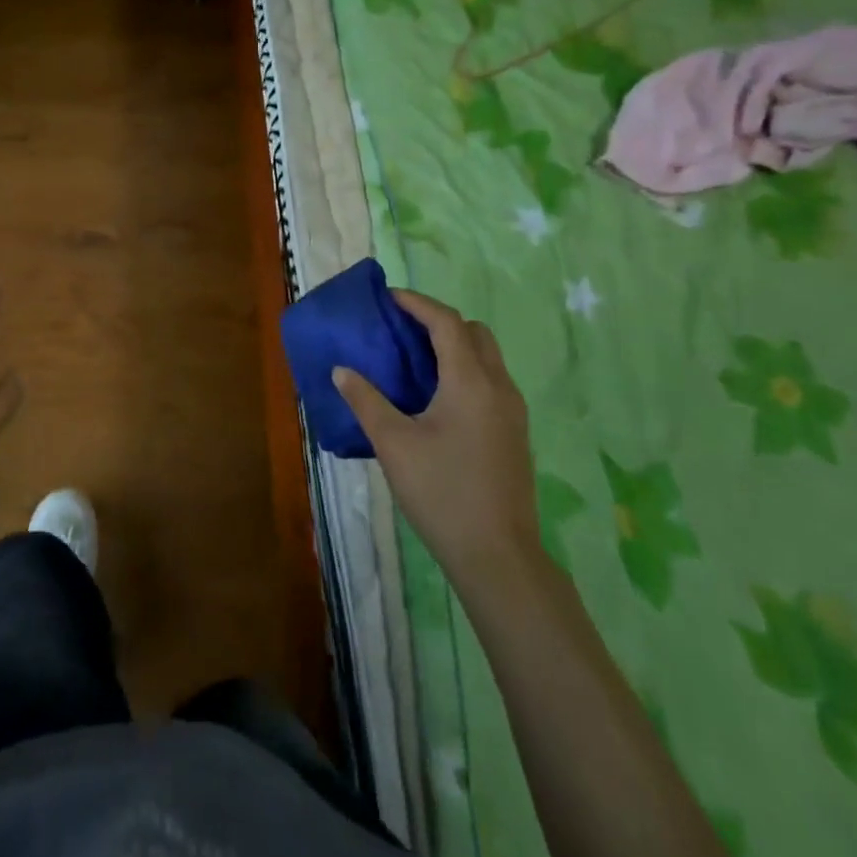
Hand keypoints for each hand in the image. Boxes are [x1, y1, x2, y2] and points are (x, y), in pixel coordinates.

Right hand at [334, 290, 540, 576]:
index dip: (416, 303)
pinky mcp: (514, 434)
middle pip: (474, 333)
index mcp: (470, 381)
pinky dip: (464, 371)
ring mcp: (512, 412)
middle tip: (401, 330)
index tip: (387, 299)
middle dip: (438, 322)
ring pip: (486, 358)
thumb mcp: (393, 443)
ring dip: (453, 347)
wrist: (499, 557)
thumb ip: (365, 400)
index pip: (446, 322)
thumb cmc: (442, 492)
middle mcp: (498, 387)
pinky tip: (435, 398)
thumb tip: (341, 370)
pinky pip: (490, 382)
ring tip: (413, 361)